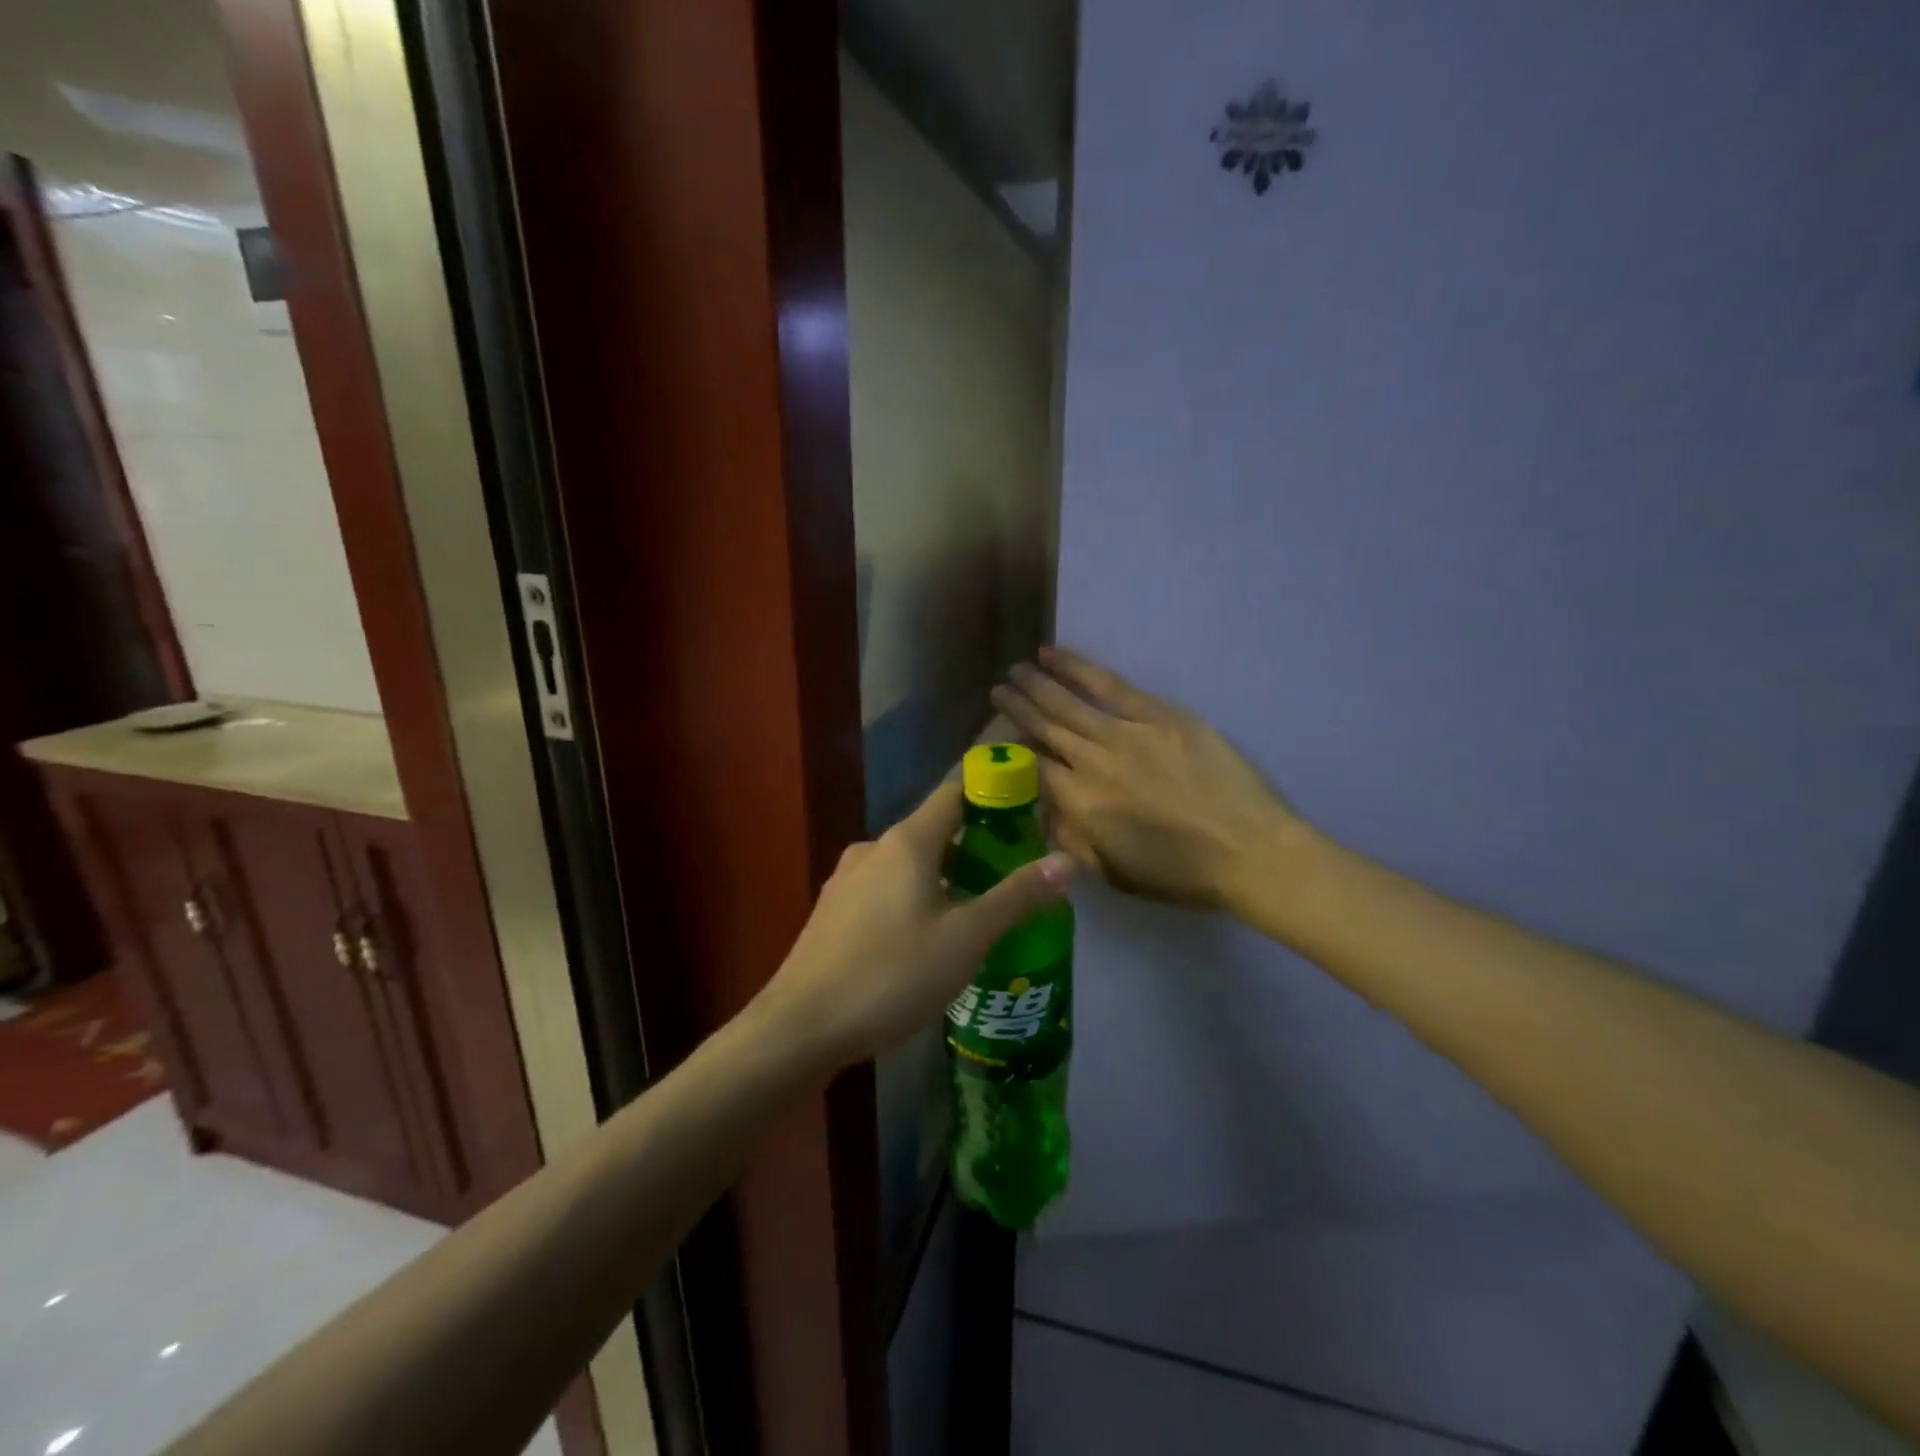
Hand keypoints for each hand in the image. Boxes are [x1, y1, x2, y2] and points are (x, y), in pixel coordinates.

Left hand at [757, 783, 1074, 1068]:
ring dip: (943, 877)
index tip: (1025, 814)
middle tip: (1010, 878)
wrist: (801, 1026)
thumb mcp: (966, 938)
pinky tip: (923, 941)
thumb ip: (1016, 896)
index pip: (955, 792)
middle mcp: (873, 847)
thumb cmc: (892, 974)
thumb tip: (1066, 860)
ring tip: (974, 914)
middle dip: (973, 847)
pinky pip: (883, 890)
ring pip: (907, 864)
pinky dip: (912, 898)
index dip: (992, 795)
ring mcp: (846, 879)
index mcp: (907, 841)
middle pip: (933, 831)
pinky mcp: (831, 911)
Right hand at [992, 647, 1302, 910]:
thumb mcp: (1114, 873)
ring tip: (1017, 669)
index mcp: (1080, 804)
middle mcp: (1092, 762)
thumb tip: (1046, 813)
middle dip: (1017, 708)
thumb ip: (1072, 841)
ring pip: (1068, 702)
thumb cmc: (1180, 873)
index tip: (1001, 736)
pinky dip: (1078, 667)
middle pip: (1045, 728)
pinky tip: (1054, 655)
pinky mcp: (1158, 715)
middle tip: (997, 689)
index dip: (1014, 750)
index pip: (1033, 768)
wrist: (1248, 850)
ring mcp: (1125, 732)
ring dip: (1038, 684)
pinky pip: (1109, 685)